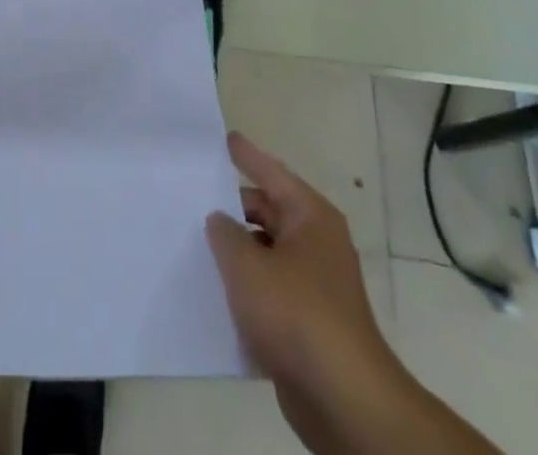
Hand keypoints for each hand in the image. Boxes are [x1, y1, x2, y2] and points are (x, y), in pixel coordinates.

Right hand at [207, 134, 399, 448]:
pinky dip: (246, 288)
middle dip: (233, 207)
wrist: (344, 401)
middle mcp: (316, 243)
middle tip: (193, 197)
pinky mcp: (309, 323)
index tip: (225, 137)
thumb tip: (220, 220)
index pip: (270, 172)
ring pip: (266, 253)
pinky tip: (215, 292)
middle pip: (267, 212)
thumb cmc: (296, 314)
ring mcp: (315, 285)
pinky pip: (269, 291)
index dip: (246, 155)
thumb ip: (224, 233)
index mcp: (309, 217)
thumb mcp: (246, 265)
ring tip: (195, 243)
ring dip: (237, 252)